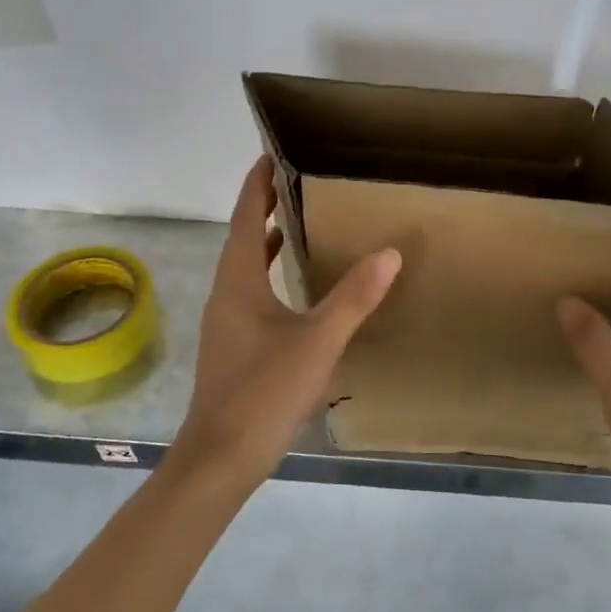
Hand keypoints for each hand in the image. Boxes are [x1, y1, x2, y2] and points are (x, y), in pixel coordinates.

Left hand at [167, 158, 401, 494]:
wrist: (221, 457)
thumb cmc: (264, 392)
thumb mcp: (317, 342)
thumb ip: (353, 298)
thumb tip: (389, 253)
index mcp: (238, 282)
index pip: (243, 218)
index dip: (255, 185)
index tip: (269, 153)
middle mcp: (226, 295)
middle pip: (241, 238)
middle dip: (262, 207)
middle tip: (293, 180)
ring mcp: (226, 322)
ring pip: (244, 267)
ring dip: (264, 240)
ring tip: (295, 221)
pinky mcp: (234, 345)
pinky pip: (251, 292)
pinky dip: (269, 274)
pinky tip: (294, 287)